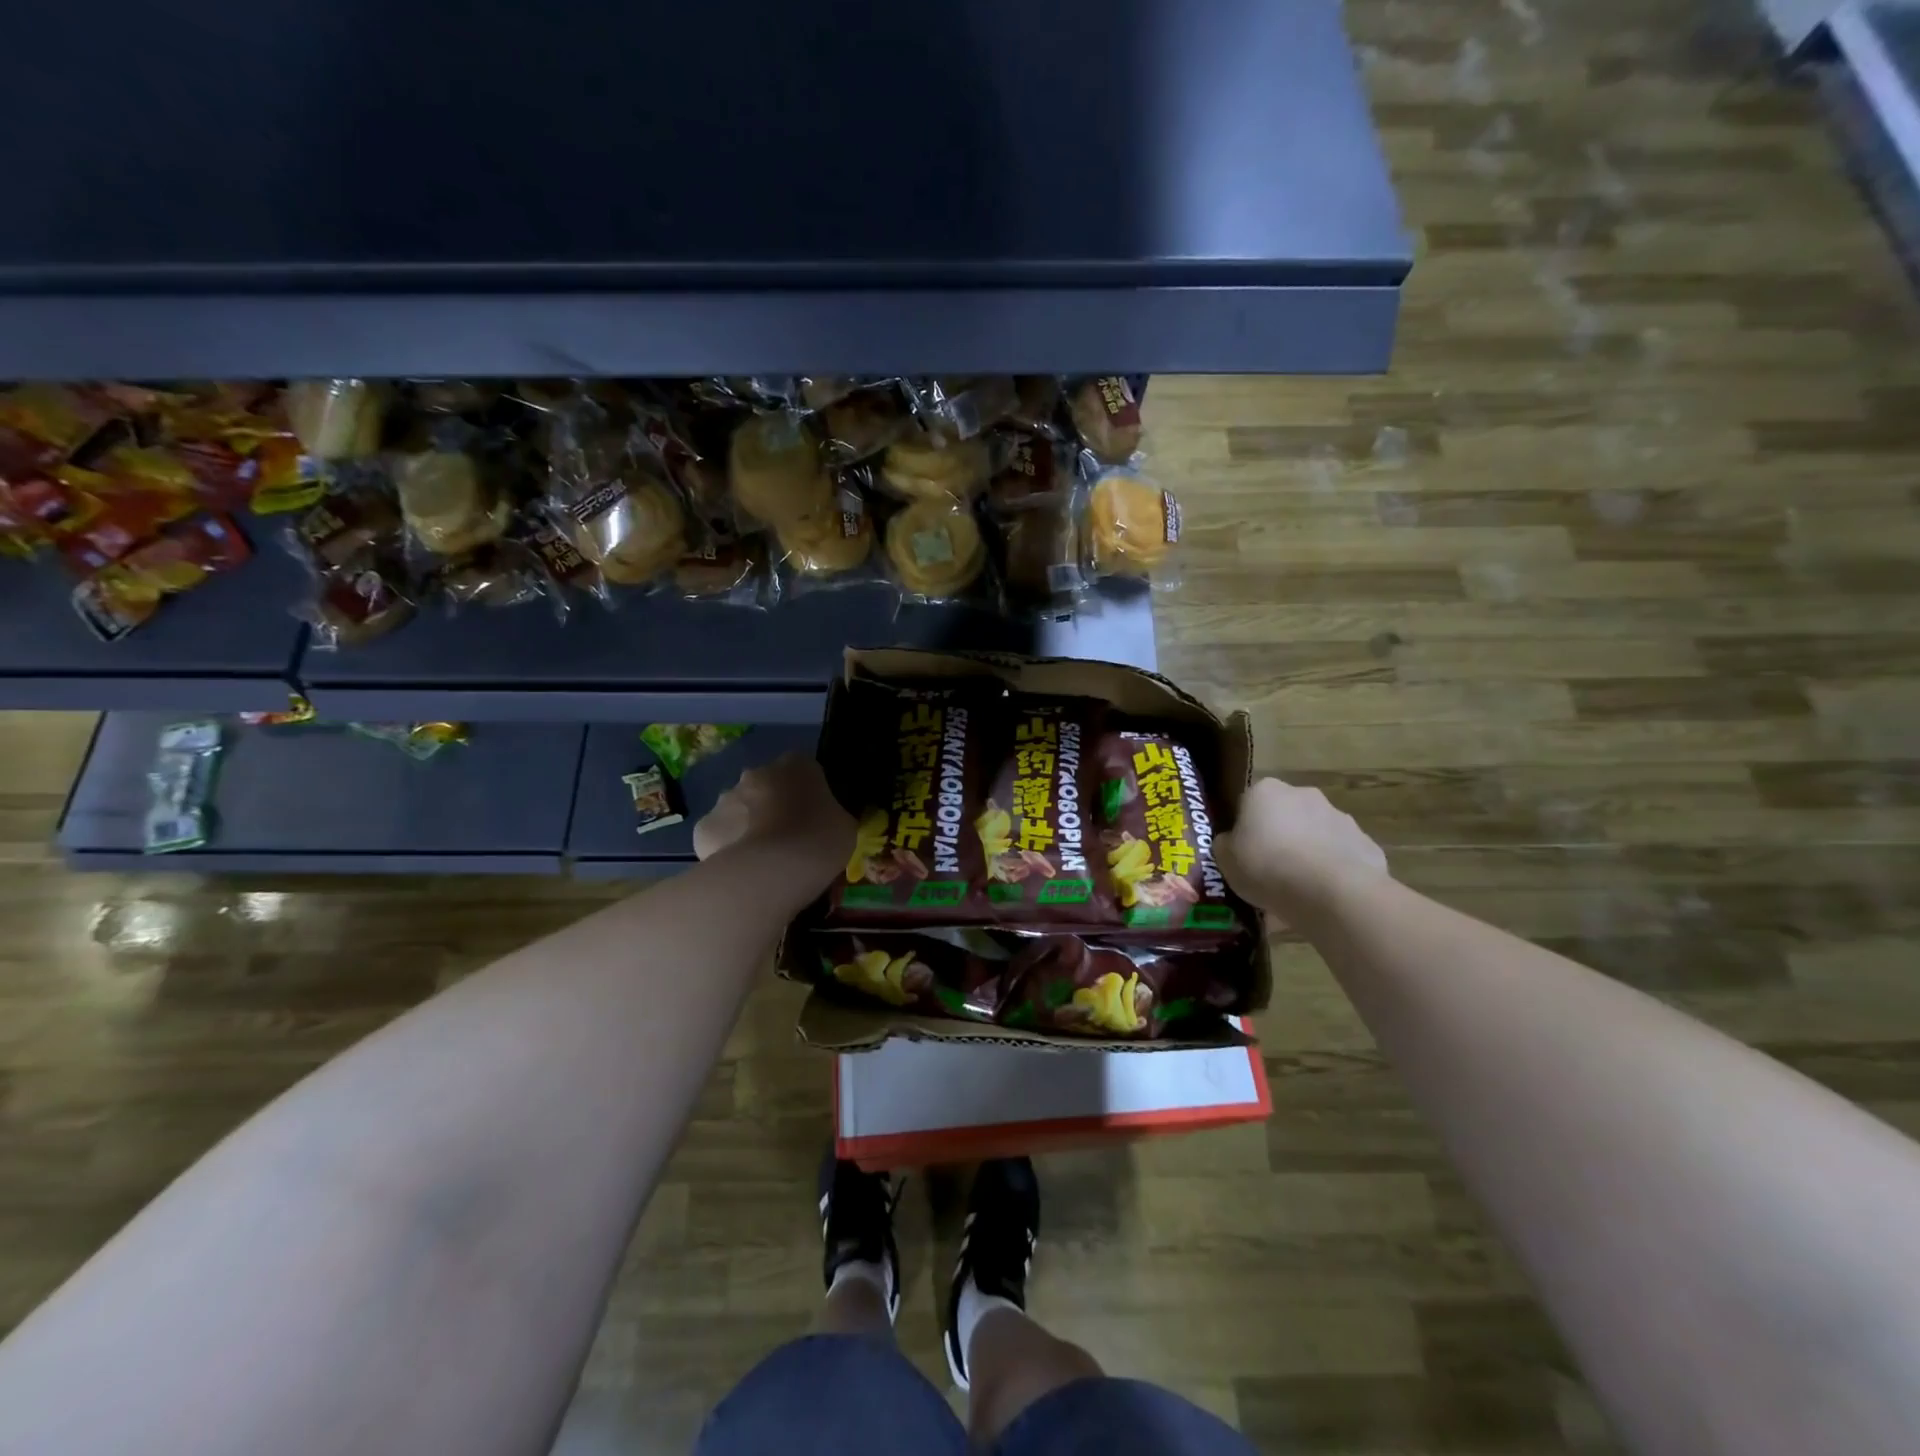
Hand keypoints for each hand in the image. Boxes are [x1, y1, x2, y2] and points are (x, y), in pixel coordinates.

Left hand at [693, 752, 854, 884]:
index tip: (815, 817)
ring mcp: (725, 799)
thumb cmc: (819, 840)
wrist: (772, 871)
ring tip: (764, 861)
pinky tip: (741, 871)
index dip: (808, 793)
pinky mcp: (704, 828)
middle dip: (773, 807)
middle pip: (766, 786)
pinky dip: (727, 848)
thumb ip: (830, 814)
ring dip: (749, 826)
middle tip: (788, 839)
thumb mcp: (844, 825)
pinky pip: (719, 836)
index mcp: (796, 765)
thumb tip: (824, 820)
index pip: (803, 770)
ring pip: (739, 810)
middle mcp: (757, 773)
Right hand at [1216, 777, 1387, 918]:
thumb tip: (1232, 841)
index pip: (1248, 804)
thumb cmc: (1267, 867)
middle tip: (1270, 870)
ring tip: (1299, 889)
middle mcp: (1303, 794)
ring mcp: (1339, 817)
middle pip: (1285, 815)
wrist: (1331, 893)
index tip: (1243, 853)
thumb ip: (1226, 844)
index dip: (1244, 829)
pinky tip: (1325, 896)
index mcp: (1264, 791)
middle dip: (1279, 837)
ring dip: (1307, 852)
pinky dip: (1333, 870)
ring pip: (1315, 834)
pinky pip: (1341, 856)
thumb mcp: (1225, 860)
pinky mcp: (1366, 844)